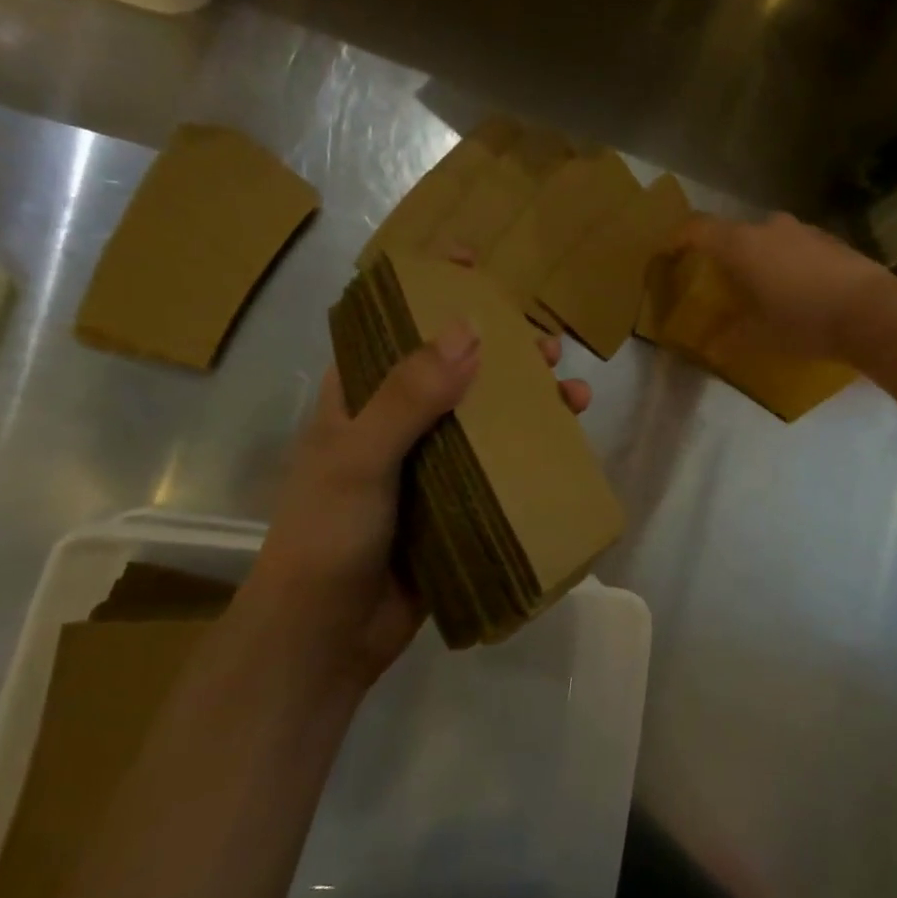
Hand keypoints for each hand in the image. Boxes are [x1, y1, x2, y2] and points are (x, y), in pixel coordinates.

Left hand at [246, 324, 589, 690]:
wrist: (326, 638)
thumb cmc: (328, 536)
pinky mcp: (456, 503)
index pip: (391, 324)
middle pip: (454, 367)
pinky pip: (499, 464)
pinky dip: (532, 449)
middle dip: (500, 347)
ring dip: (528, 398)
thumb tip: (470, 330)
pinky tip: (566, 443)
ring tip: (570, 391)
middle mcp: (396, 422)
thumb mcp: (361, 457)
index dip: (426, 288)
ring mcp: (429, 464)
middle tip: (543, 344)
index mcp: (358, 398)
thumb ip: (410, 395)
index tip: (467, 259)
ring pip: (485, 415)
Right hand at [680, 213, 896, 359]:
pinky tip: (797, 292)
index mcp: (742, 245)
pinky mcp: (830, 240)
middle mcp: (769, 227)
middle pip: (733, 234)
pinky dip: (786, 263)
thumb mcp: (759, 336)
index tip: (667, 253)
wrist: (874, 313)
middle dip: (723, 256)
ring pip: (767, 240)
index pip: (697, 229)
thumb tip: (712, 344)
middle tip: (720, 284)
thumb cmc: (805, 322)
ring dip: (758, 260)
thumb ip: (729, 335)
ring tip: (761, 291)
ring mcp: (803, 230)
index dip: (676, 239)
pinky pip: (794, 247)